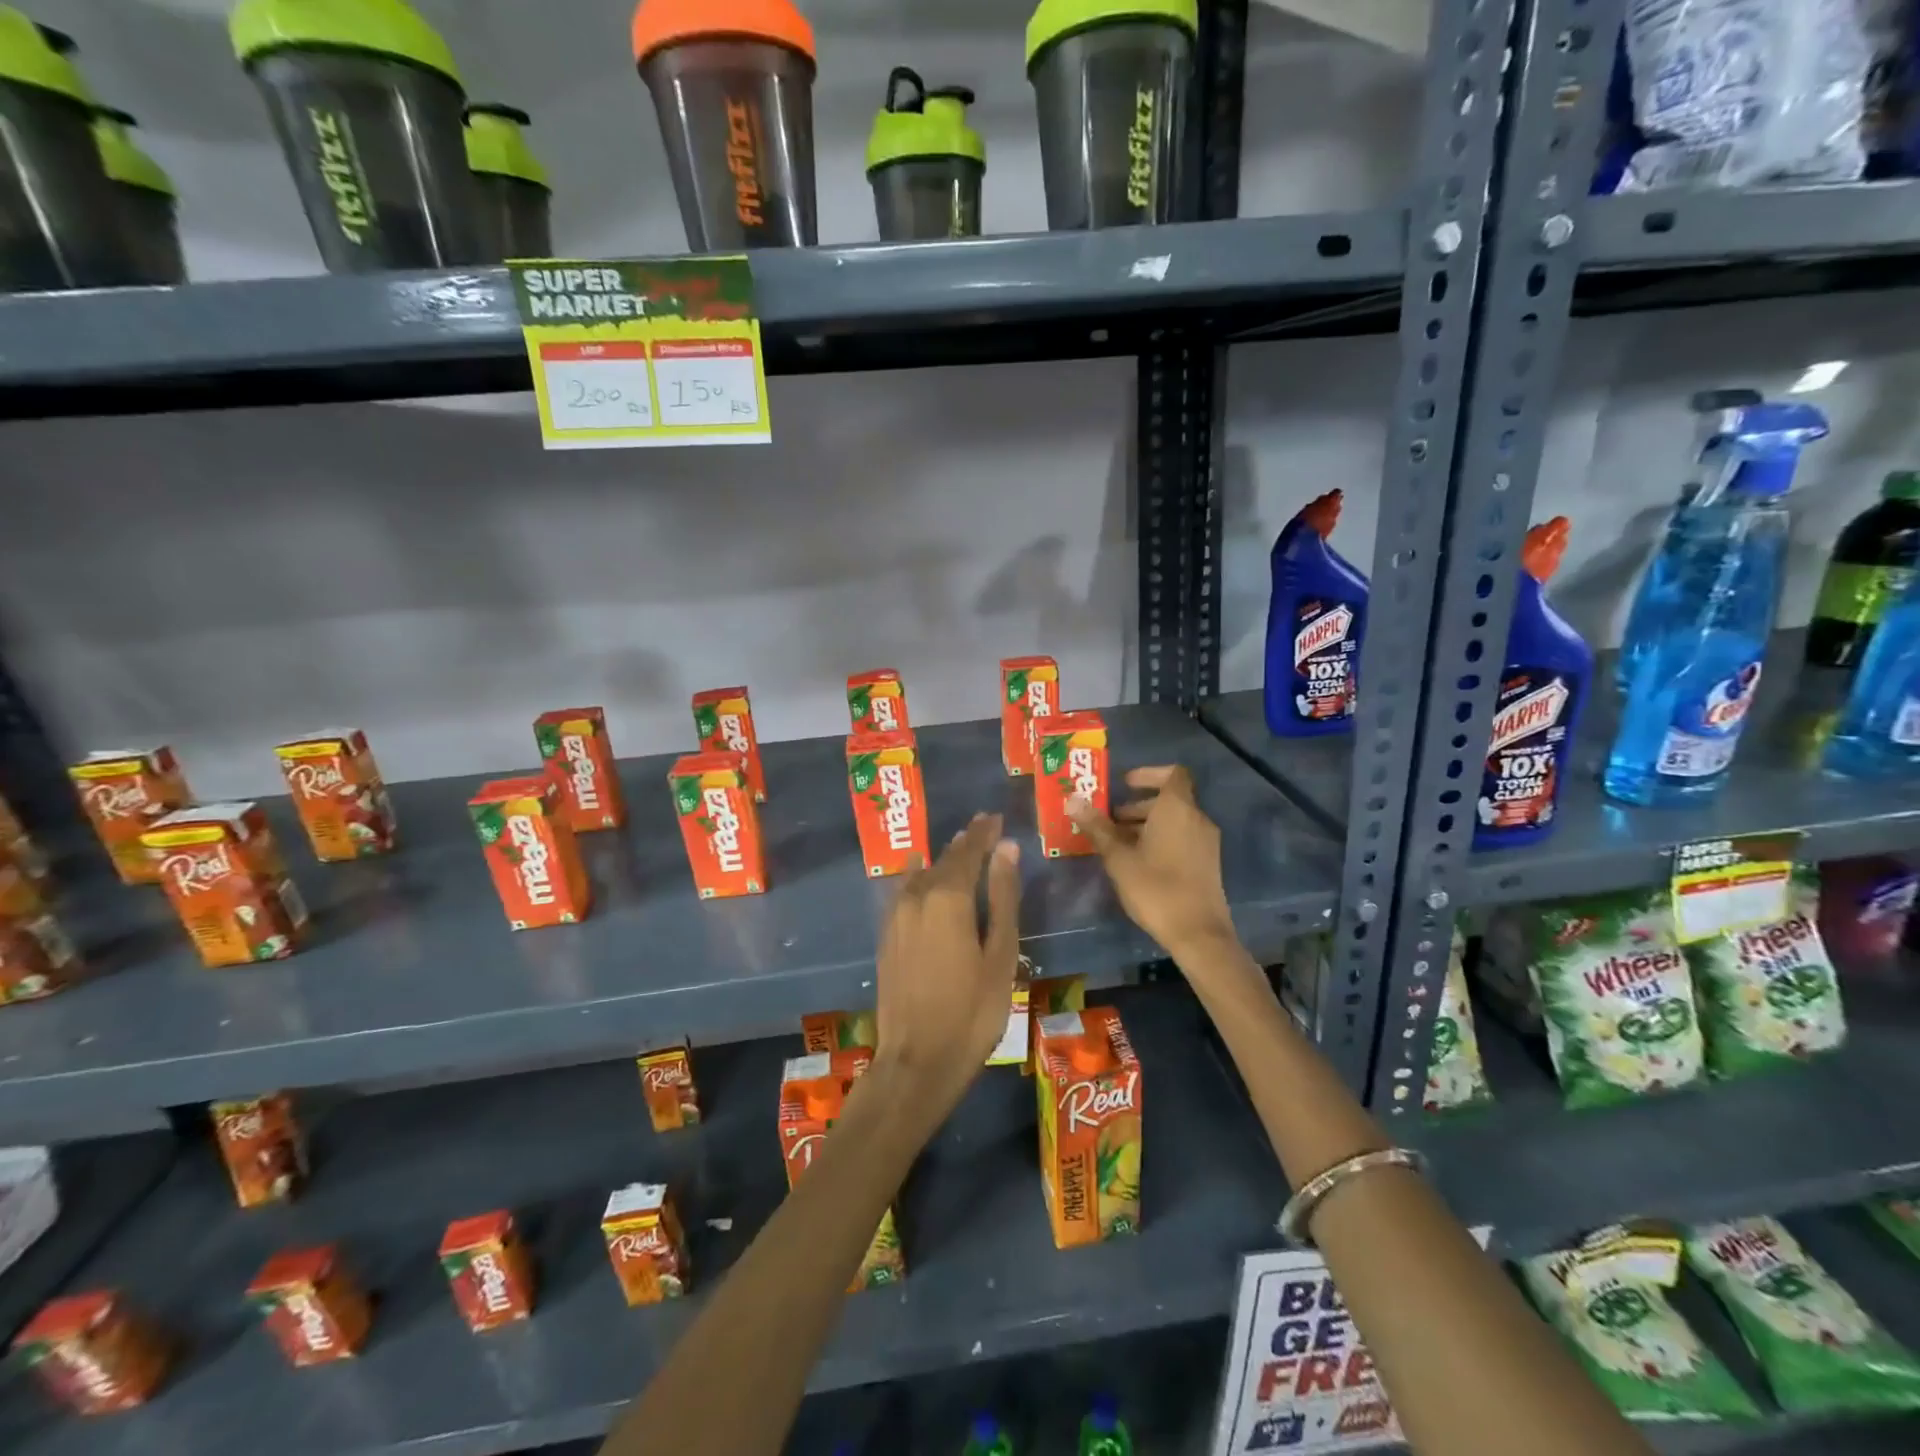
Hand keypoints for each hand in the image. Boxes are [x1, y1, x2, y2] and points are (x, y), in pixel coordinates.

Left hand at [870, 813, 1020, 1119]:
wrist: (917, 1060)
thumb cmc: (972, 1011)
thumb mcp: (1001, 955)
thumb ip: (1004, 898)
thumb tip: (1006, 848)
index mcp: (948, 898)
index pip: (968, 851)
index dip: (983, 832)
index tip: (995, 816)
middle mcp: (917, 897)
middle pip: (943, 859)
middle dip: (965, 842)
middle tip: (983, 827)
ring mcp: (895, 916)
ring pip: (921, 874)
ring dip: (941, 859)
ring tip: (958, 847)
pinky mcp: (886, 935)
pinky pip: (904, 891)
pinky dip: (919, 878)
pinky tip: (923, 876)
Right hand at [1069, 765, 1235, 959]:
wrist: (1198, 933)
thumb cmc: (1155, 888)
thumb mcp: (1118, 857)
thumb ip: (1097, 827)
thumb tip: (1073, 799)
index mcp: (1177, 809)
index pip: (1172, 773)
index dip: (1148, 773)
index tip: (1124, 784)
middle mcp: (1197, 819)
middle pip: (1169, 799)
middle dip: (1138, 805)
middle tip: (1109, 821)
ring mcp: (1206, 842)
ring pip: (1175, 820)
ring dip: (1147, 824)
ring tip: (1117, 844)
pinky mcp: (1208, 863)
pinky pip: (1183, 837)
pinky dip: (1161, 839)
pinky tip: (1138, 863)